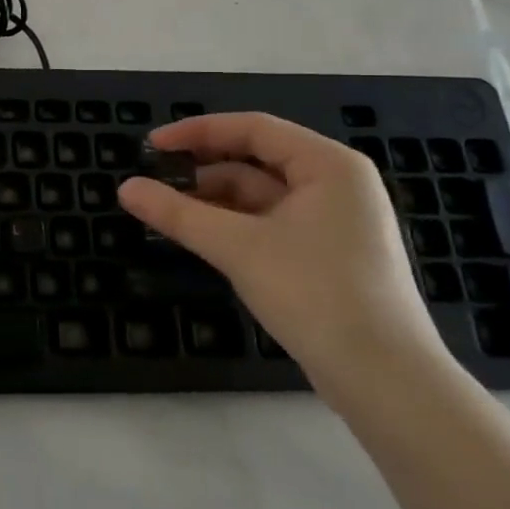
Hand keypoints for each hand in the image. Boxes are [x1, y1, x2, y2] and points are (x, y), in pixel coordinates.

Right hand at [117, 112, 446, 398]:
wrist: (384, 379)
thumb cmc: (315, 293)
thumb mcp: (238, 247)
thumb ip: (178, 213)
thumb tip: (125, 188)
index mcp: (328, 164)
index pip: (252, 129)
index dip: (197, 132)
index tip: (151, 145)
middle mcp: (336, 184)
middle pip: (256, 160)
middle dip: (203, 168)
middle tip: (155, 179)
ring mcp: (335, 221)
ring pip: (261, 194)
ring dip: (215, 200)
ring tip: (168, 211)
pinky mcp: (328, 254)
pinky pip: (271, 222)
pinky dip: (234, 224)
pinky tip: (201, 235)